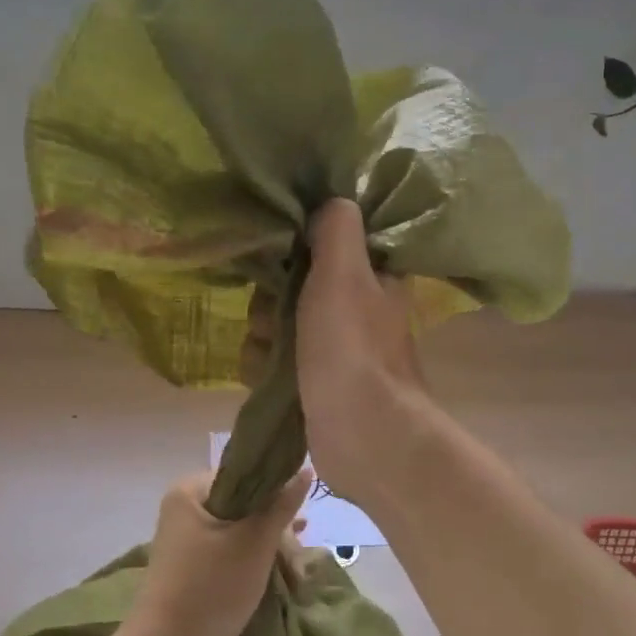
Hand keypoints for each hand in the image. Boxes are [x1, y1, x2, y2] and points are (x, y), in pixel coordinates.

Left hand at [126, 468, 311, 635]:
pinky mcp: (194, 570)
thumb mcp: (255, 542)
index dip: (277, 492)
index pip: (244, 474)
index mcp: (190, 491)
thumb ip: (281, 505)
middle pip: (245, 505)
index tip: (302, 519)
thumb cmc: (212, 587)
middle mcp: (185, 510)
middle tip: (300, 561)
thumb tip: (305, 470)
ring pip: (242, 532)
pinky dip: (255, 562)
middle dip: (277, 530)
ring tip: (297, 575)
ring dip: (271, 549)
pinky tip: (281, 577)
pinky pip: (231, 553)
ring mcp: (188, 542)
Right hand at [293, 199, 431, 503]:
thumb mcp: (344, 272)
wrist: (363, 434)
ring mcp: (334, 349)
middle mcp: (355, 309)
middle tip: (272, 315)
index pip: (324, 246)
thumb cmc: (352, 348)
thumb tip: (331, 201)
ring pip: (278, 325)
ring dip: (263, 337)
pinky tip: (265, 376)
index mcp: (372, 277)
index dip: (295, 250)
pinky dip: (265, 367)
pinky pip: (275, 361)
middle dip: (270, 301)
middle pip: (292, 286)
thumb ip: (336, 229)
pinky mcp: (314, 383)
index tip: (280, 259)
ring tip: (270, 353)